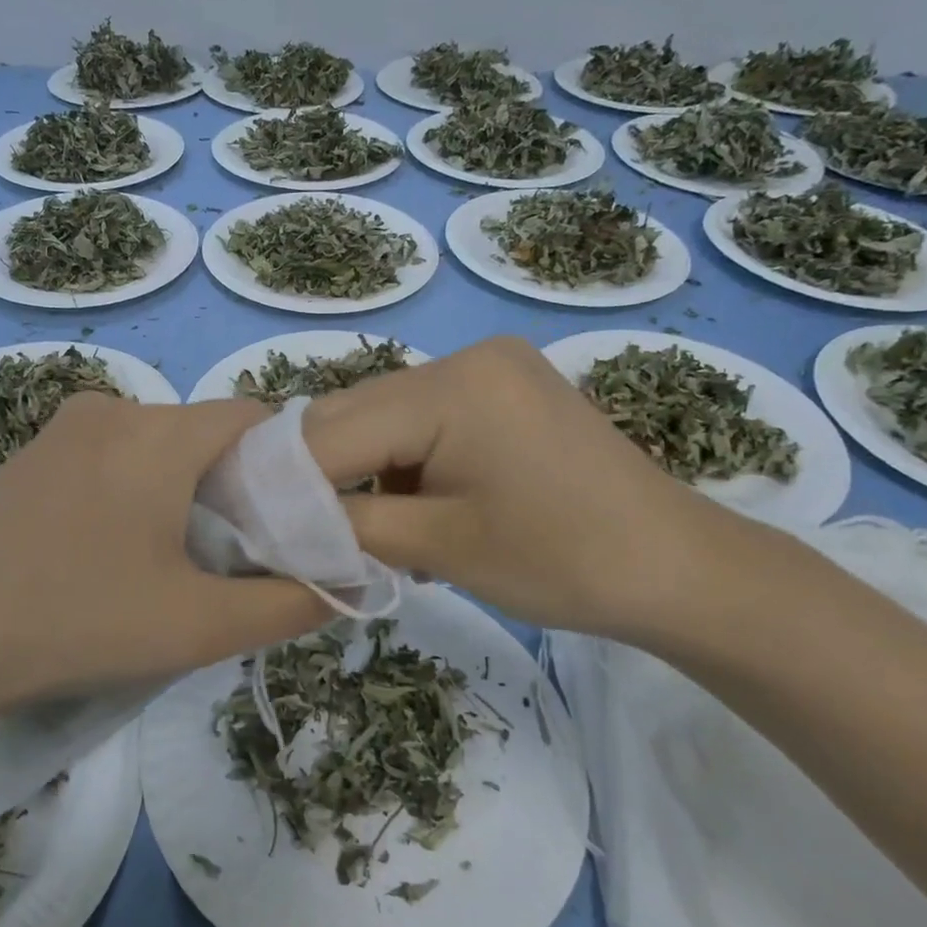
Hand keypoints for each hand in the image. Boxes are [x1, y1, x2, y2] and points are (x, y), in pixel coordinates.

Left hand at [0, 392, 330, 719]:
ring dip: (176, 490)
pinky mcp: (23, 457)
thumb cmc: (78, 622)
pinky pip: (103, 456)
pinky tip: (101, 552)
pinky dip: (127, 490)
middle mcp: (109, 409)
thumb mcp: (200, 626)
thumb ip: (289, 602)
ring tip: (164, 562)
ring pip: (152, 445)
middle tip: (227, 556)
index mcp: (158, 433)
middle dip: (229, 485)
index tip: (282, 525)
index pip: (255, 419)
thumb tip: (347, 581)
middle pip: (202, 433)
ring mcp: (57, 430)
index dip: (284, 467)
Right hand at [303, 336, 735, 641]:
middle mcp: (465, 358)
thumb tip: (275, 521)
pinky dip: (399, 463)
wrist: (678, 568)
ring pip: (383, 418)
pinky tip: (405, 509)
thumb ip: (347, 526)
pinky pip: (422, 421)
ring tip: (355, 529)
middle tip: (292, 531)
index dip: (282, 480)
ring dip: (358, 471)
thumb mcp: (440, 548)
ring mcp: (488, 369)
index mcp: (451, 386)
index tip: (247, 525)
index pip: (332, 431)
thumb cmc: (564, 562)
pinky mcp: (503, 390)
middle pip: (353, 414)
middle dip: (318, 474)